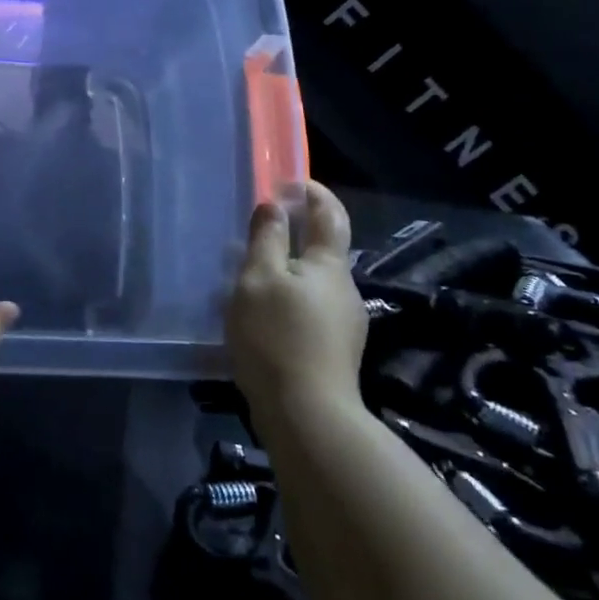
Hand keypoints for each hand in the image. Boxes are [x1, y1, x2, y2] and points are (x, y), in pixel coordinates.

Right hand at [226, 182, 368, 429]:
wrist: (308, 416)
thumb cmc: (277, 337)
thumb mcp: (258, 279)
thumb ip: (266, 238)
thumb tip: (274, 205)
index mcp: (329, 265)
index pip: (330, 214)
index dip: (313, 192)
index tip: (287, 183)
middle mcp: (346, 289)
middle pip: (323, 250)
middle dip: (295, 235)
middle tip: (257, 235)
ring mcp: (346, 323)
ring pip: (315, 284)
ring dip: (289, 273)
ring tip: (252, 282)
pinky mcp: (337, 352)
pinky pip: (311, 311)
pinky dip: (290, 301)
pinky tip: (266, 319)